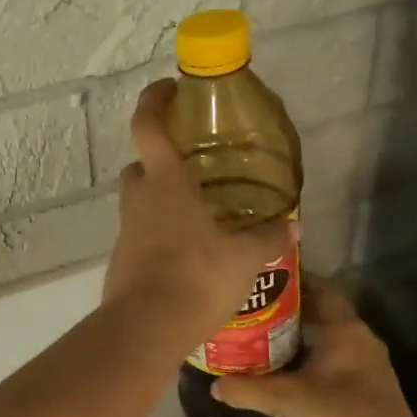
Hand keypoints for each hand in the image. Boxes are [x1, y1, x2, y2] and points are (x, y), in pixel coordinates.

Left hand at [102, 80, 292, 345]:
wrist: (146, 327)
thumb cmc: (197, 277)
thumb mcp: (245, 257)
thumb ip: (268, 238)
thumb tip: (294, 226)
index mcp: (165, 182)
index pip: (148, 126)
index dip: (154, 101)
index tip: (169, 89)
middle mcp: (140, 199)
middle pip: (141, 166)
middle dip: (161, 161)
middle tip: (195, 169)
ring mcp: (126, 231)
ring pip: (141, 202)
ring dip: (163, 201)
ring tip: (202, 215)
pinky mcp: (122, 260)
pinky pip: (142, 235)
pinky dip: (161, 234)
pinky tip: (190, 253)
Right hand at [212, 279, 416, 416]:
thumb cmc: (339, 415)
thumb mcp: (285, 400)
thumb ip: (247, 389)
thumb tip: (215, 386)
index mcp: (345, 330)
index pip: (321, 289)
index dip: (294, 281)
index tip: (264, 280)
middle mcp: (360, 340)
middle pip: (322, 314)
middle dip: (289, 311)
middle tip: (253, 311)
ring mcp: (366, 367)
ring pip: (327, 340)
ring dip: (299, 338)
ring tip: (261, 339)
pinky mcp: (366, 390)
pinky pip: (332, 362)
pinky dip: (309, 361)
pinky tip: (285, 373)